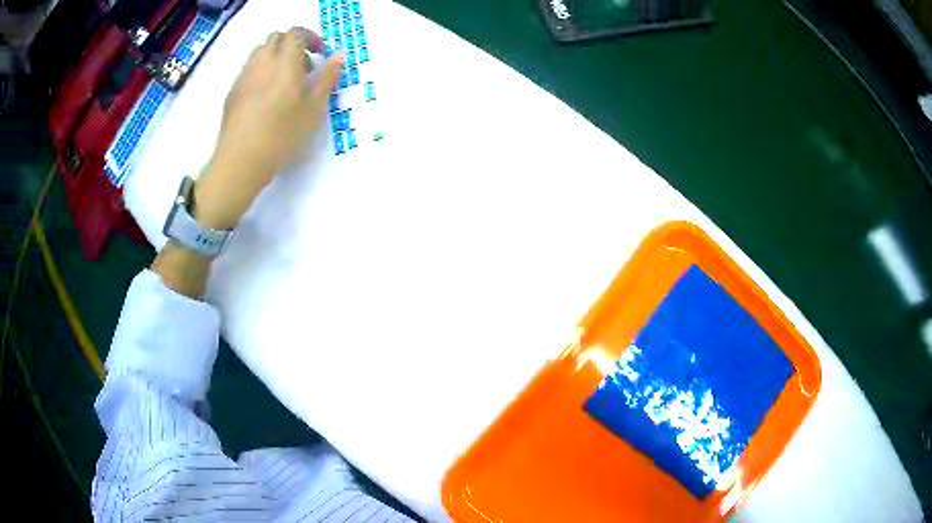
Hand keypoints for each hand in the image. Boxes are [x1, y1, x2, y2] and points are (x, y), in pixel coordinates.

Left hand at [194, 28, 343, 229]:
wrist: (240, 160)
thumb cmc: (282, 134)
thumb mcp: (313, 108)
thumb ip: (327, 78)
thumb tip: (338, 57)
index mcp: (284, 62)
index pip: (295, 33)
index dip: (310, 38)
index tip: (319, 53)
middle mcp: (261, 63)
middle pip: (276, 38)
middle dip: (292, 45)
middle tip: (303, 67)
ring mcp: (243, 77)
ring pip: (260, 53)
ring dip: (275, 58)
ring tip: (284, 83)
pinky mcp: (232, 92)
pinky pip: (249, 70)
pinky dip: (261, 72)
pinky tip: (266, 98)